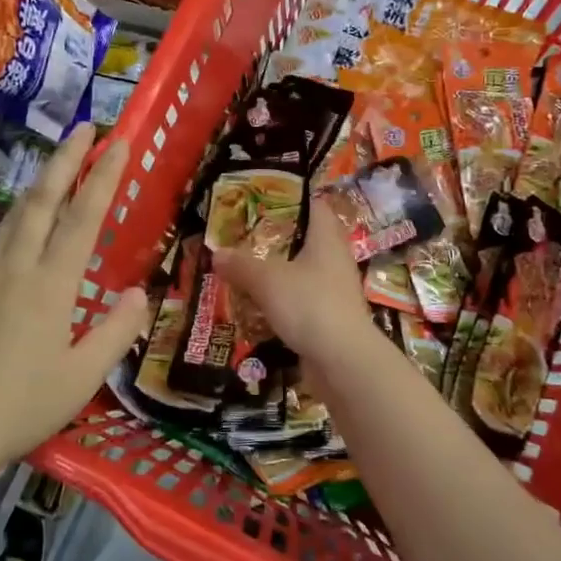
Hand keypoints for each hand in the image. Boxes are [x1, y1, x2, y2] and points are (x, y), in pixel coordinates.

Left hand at [0, 125, 148, 476]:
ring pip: (12, 217)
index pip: (84, 215)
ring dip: (38, 189)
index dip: (104, 174)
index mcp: (51, 283)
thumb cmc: (22, 405)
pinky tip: (13, 242)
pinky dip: (11, 229)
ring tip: (55, 178)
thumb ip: (116, 330)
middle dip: (66, 158)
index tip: (119, 141)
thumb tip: (138, 292)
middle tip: (84, 128)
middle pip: (42, 198)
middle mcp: (14, 265)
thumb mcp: (84, 376)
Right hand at [213, 198, 374, 359]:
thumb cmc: (309, 305)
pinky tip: (259, 307)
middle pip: (305, 240)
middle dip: (276, 240)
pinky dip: (283, 301)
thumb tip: (217, 253)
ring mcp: (335, 290)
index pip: (315, 206)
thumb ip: (241, 264)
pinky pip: (302, 301)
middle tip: (244, 238)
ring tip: (245, 272)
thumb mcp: (267, 280)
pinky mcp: (331, 318)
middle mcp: (335, 259)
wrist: (343, 361)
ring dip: (278, 273)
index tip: (262, 200)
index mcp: (326, 239)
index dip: (291, 199)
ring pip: (303, 272)